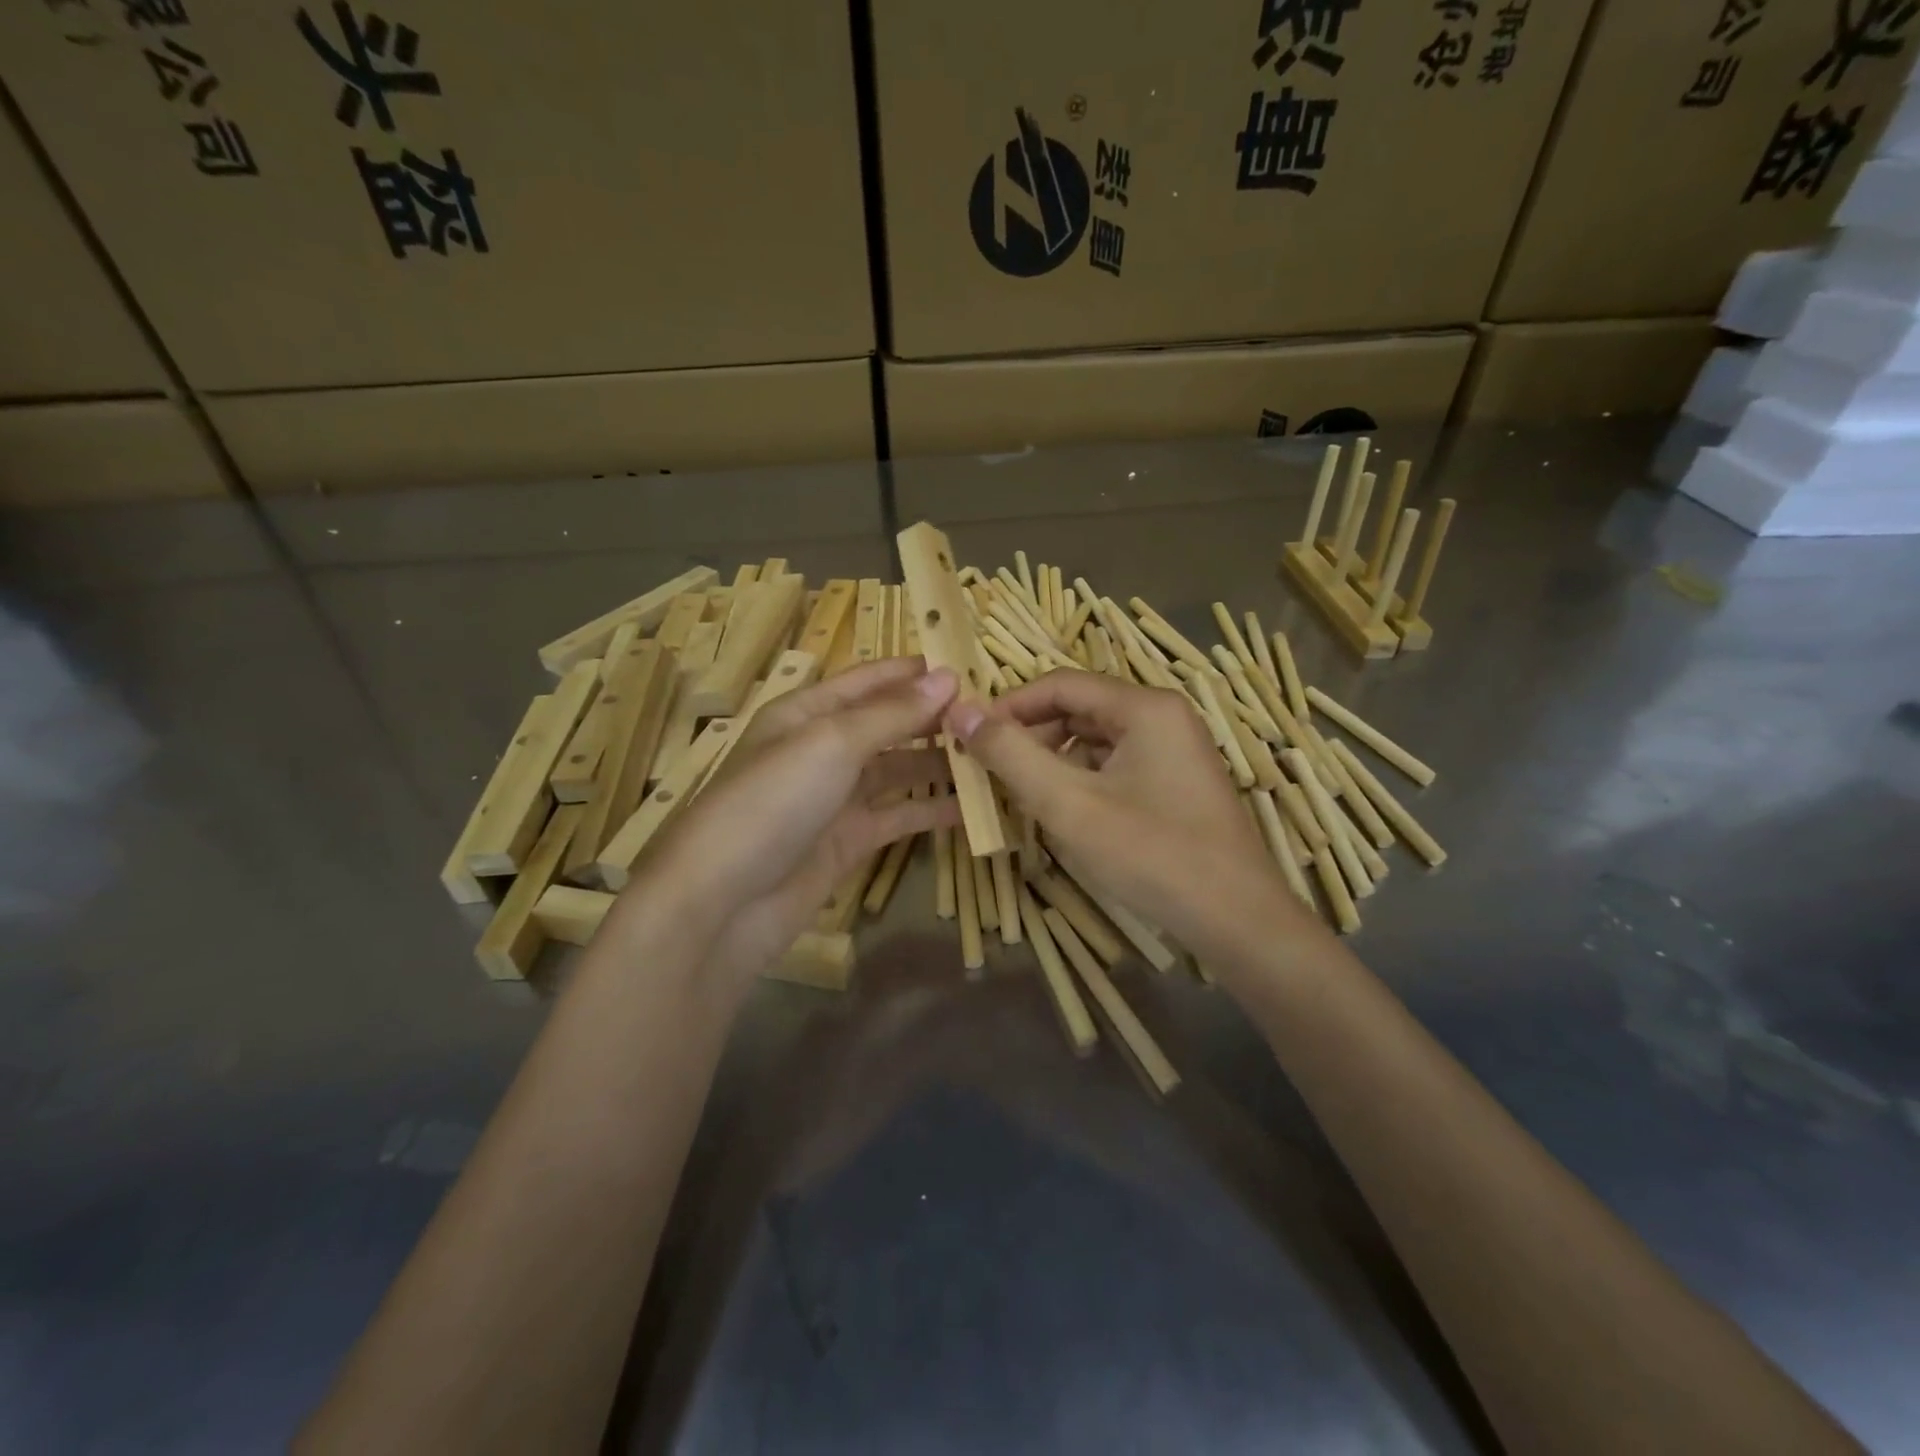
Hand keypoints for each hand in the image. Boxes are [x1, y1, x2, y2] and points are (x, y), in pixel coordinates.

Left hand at [623, 657, 959, 998]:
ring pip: (899, 771)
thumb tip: (948, 678)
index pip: (869, 680)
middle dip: (934, 719)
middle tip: (992, 717)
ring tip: (993, 758)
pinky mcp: (849, 840)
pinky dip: (932, 811)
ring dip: (940, 764)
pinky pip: (899, 816)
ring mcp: (837, 797)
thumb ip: (892, 713)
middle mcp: (823, 749)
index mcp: (808, 713)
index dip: (913, 672)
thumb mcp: (832, 743)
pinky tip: (973, 808)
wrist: (723, 903)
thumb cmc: (773, 802)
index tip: (968, 666)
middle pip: (888, 724)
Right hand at [948, 671, 1295, 958]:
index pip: (1060, 684)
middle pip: (1079, 709)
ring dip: (1054, 761)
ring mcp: (1176, 752)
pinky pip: (1117, 766)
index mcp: (1144, 707)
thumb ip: (1011, 754)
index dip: (1009, 706)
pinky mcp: (1177, 784)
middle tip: (990, 771)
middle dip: (1031, 736)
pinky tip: (1064, 813)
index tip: (969, 736)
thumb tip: (961, 710)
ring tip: (1020, 795)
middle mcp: (1164, 717)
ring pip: (1096, 741)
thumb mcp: (1068, 804)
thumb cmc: (1151, 854)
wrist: (1238, 921)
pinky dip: (1082, 781)